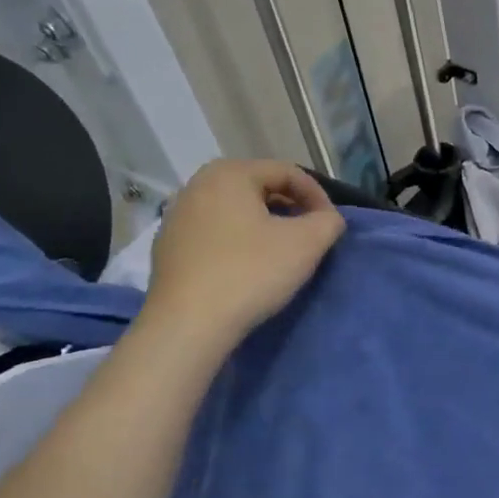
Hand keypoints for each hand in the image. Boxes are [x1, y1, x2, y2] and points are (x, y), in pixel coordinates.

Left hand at [140, 160, 344, 346]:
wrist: (188, 325)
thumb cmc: (251, 273)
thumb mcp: (307, 244)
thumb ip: (329, 221)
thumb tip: (328, 219)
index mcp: (229, 173)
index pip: (287, 172)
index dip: (318, 196)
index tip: (330, 225)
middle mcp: (197, 185)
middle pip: (259, 188)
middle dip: (290, 209)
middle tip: (310, 237)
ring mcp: (176, 217)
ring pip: (236, 212)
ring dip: (265, 226)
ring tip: (282, 254)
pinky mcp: (167, 248)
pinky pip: (214, 234)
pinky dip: (238, 243)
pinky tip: (248, 269)